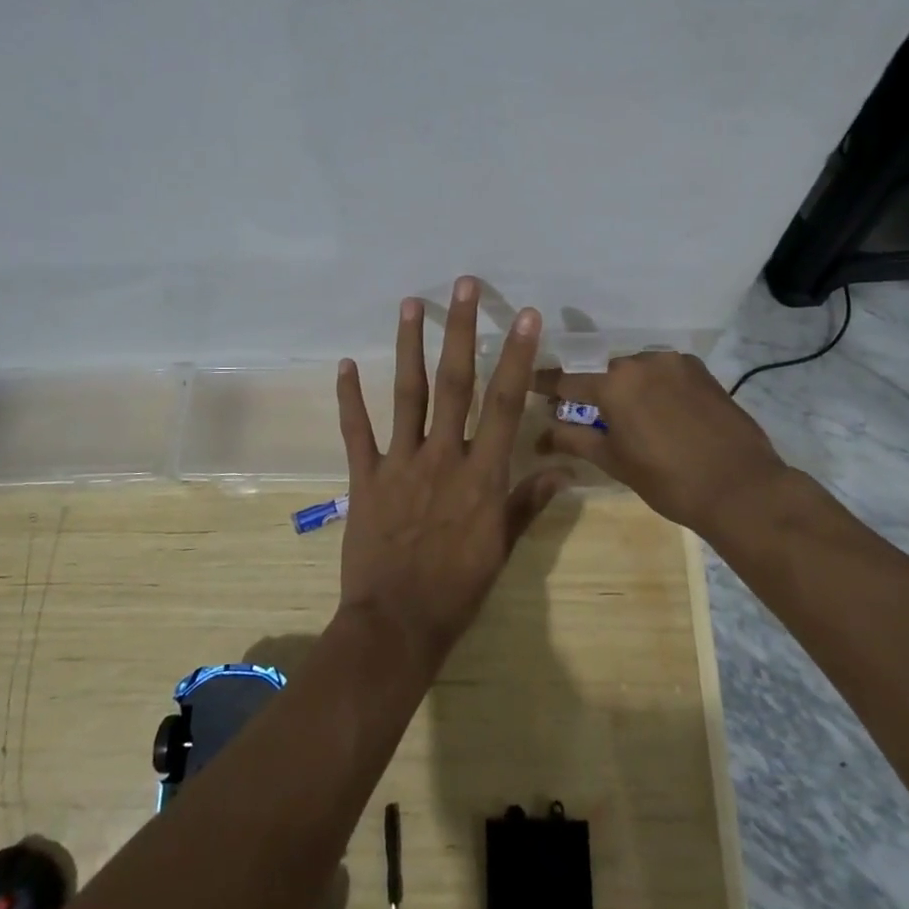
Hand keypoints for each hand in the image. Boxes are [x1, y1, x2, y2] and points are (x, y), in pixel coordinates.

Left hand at [334, 277, 570, 673]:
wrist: (398, 624)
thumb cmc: (458, 588)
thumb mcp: (503, 547)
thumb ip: (529, 501)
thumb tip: (564, 468)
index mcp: (482, 473)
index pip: (505, 403)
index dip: (516, 356)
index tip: (524, 315)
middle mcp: (443, 456)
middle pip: (456, 383)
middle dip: (461, 330)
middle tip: (462, 285)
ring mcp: (401, 463)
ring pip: (407, 394)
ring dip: (409, 346)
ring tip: (410, 303)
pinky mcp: (366, 477)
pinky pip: (356, 431)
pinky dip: (349, 398)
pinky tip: (344, 364)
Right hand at [535, 352, 796, 536]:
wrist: (741, 488)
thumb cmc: (669, 481)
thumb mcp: (615, 462)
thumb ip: (575, 440)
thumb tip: (543, 435)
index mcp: (614, 385)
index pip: (567, 381)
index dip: (546, 386)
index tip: (531, 386)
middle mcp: (642, 362)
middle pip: (605, 373)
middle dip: (594, 391)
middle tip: (590, 414)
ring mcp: (675, 363)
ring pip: (637, 371)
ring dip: (628, 388)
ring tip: (633, 417)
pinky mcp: (701, 371)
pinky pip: (665, 373)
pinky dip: (656, 387)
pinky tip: (663, 412)